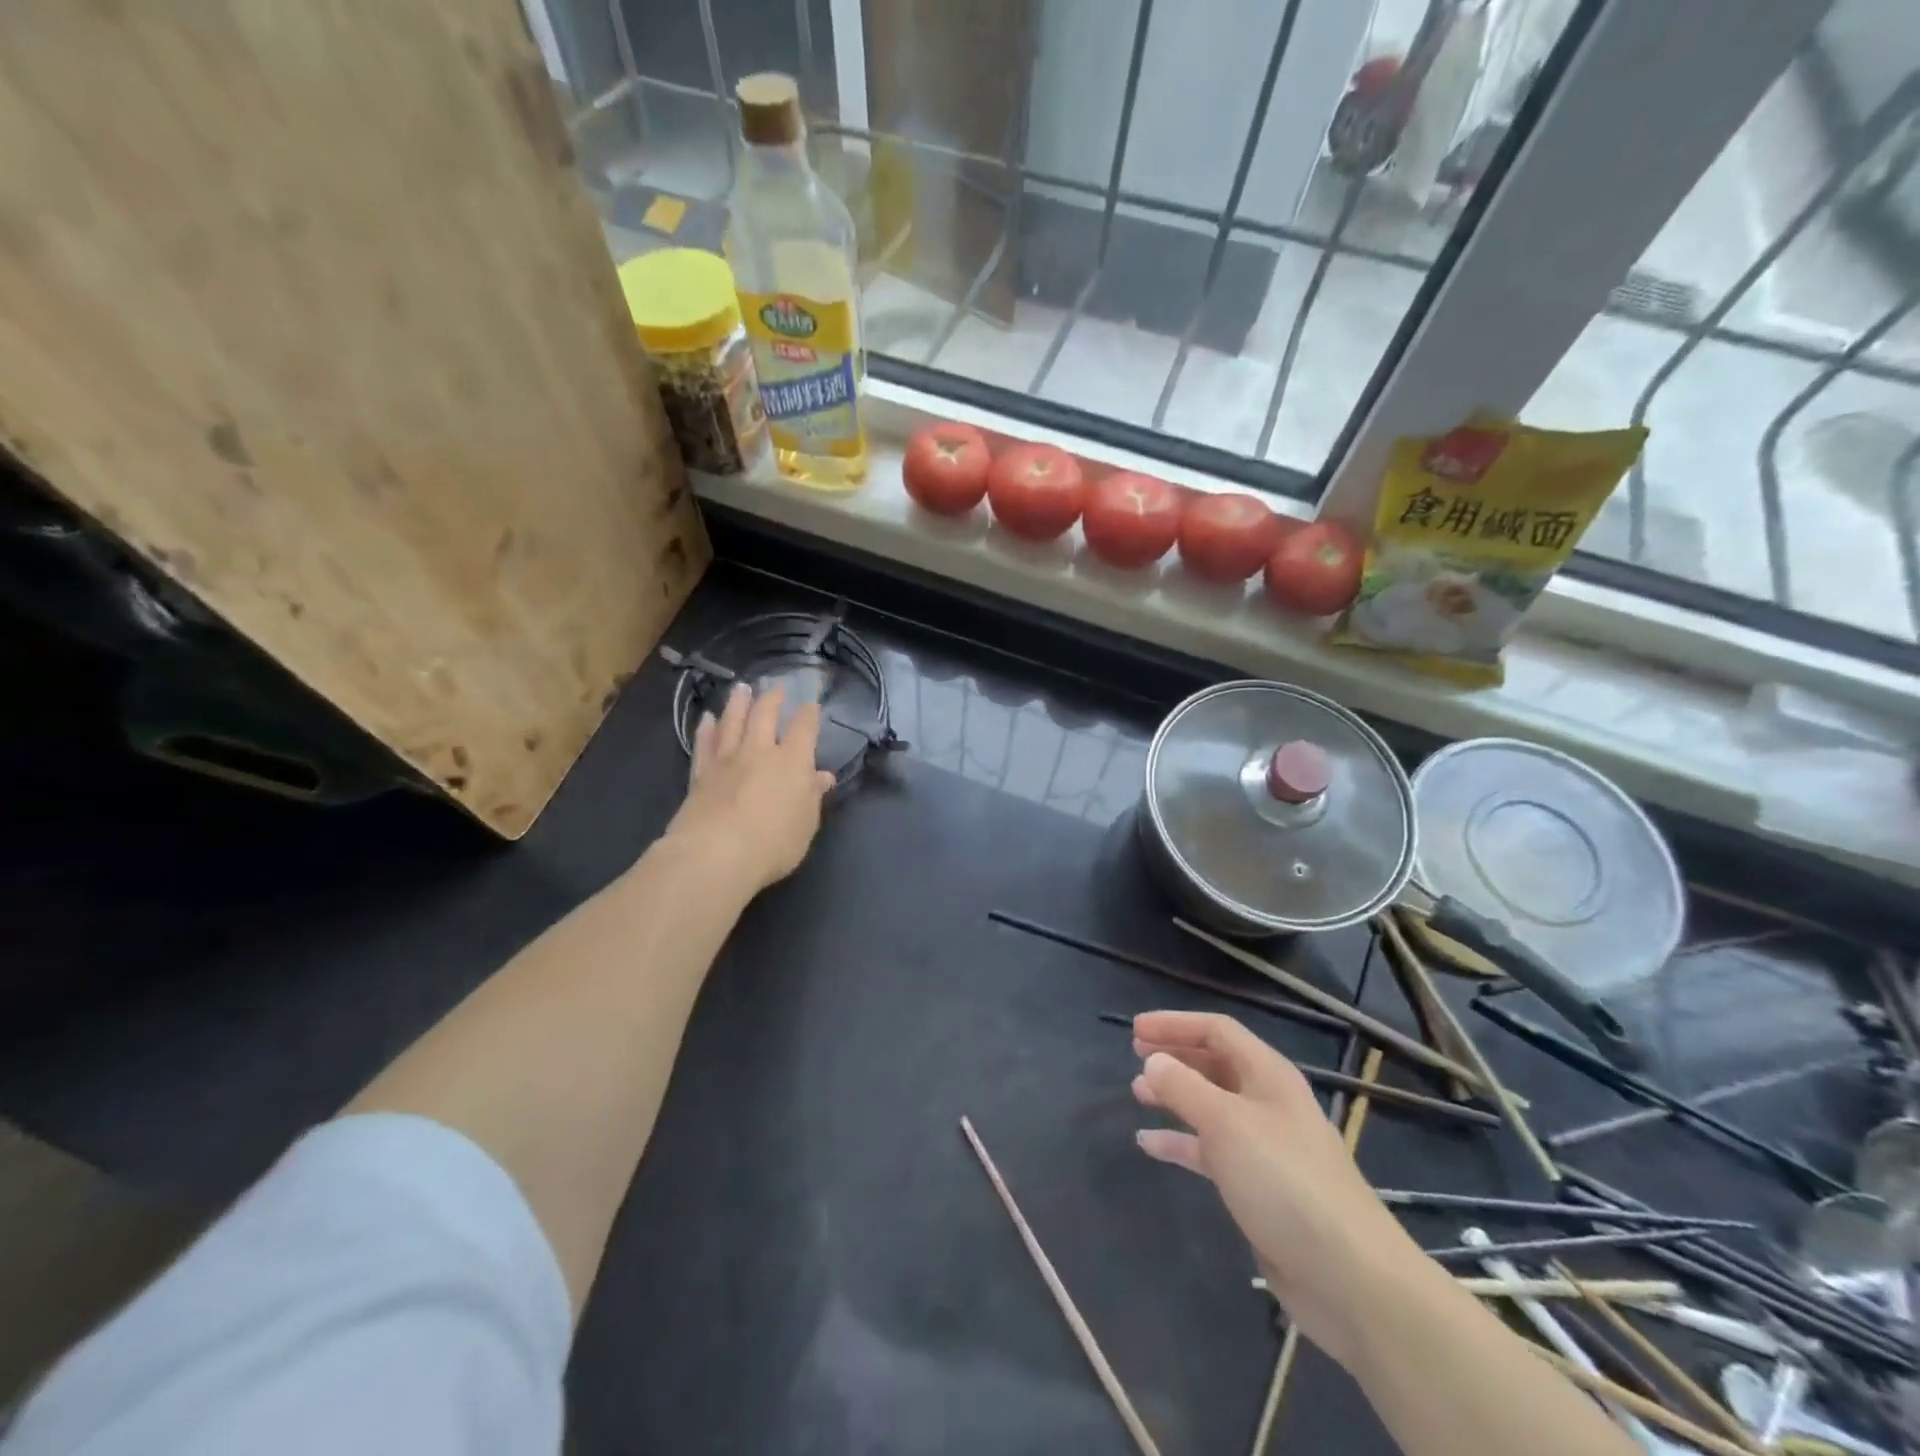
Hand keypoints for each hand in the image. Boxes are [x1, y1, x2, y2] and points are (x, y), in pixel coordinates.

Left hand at [664, 684, 835, 895]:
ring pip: (732, 722)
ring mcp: (727, 760)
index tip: (811, 704)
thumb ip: (812, 796)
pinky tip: (707, 719)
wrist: (715, 854)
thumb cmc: (773, 843)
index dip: (809, 714)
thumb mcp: (806, 824)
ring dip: (738, 703)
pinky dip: (706, 729)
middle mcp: (759, 751)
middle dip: (772, 699)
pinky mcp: (701, 774)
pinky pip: (704, 744)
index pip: (804, 728)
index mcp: (792, 761)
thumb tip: (822, 776)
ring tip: (742, 688)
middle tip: (776, 689)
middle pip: (764, 715)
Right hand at [1130, 1010, 1424, 1367]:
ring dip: (1175, 1096)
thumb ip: (1184, 1088)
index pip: (1217, 1030)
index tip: (1135, 1030)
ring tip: (1137, 1094)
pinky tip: (1150, 1144)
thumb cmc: (1285, 1181)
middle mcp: (1268, 1102)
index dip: (1175, 1024)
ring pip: (1211, 1106)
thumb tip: (1153, 1062)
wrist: (1348, 1277)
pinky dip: (1181, 1142)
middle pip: (1215, 1064)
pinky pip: (1211, 1150)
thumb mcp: (1226, 1124)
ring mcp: (1265, 1146)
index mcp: (1268, 1075)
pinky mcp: (1259, 1187)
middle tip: (1135, 1056)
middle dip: (1175, 1056)